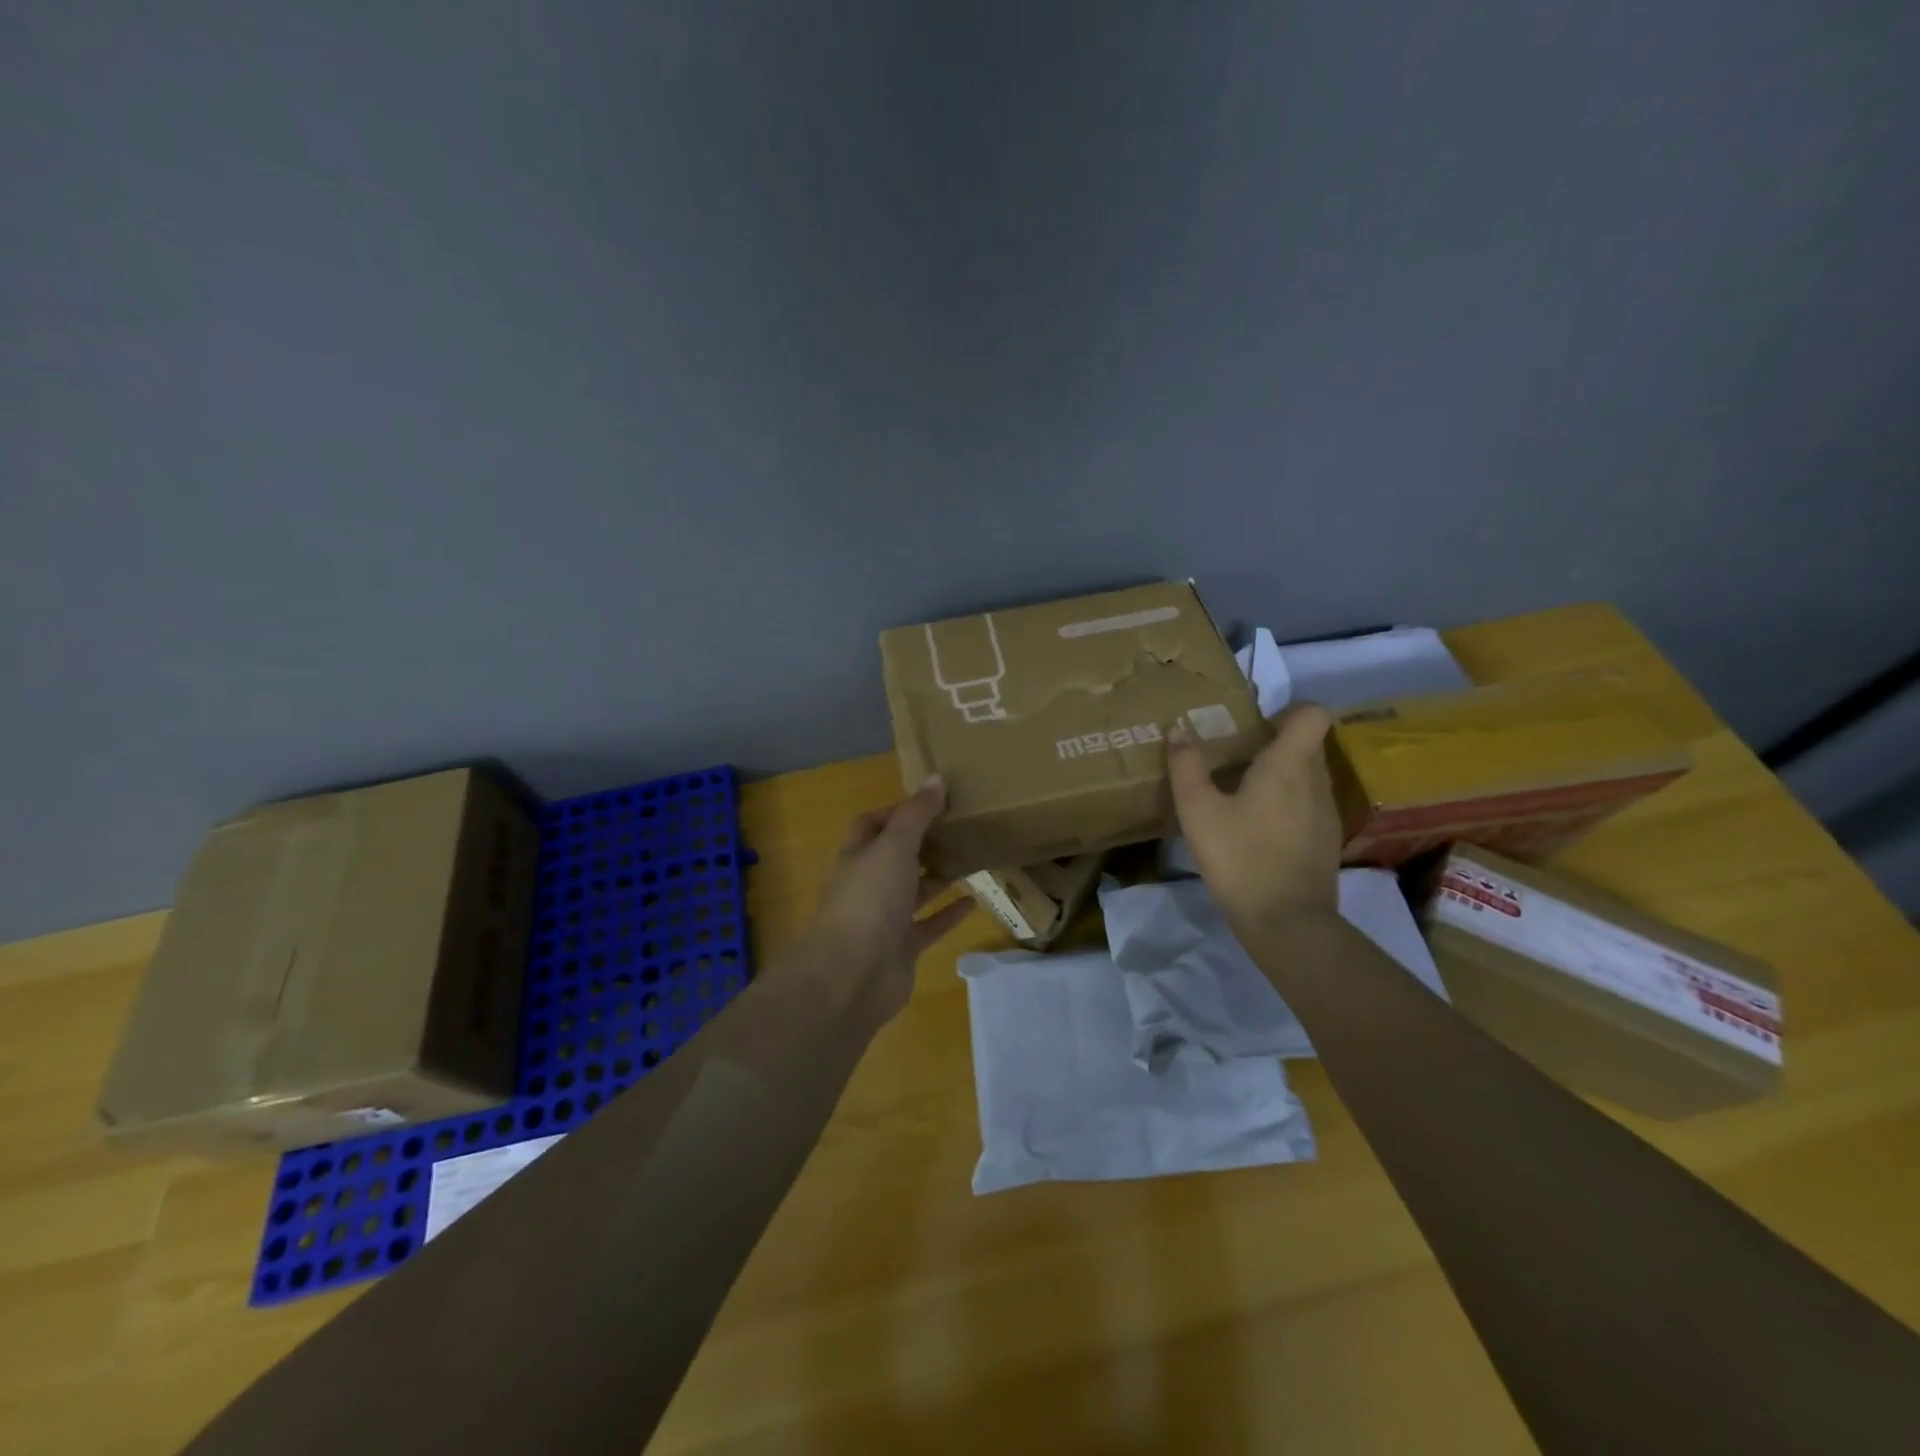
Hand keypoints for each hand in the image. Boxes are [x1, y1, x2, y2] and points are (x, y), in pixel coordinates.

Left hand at [794, 778, 974, 1022]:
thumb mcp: (894, 846)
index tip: (932, 802)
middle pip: (895, 858)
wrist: (851, 976)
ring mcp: (883, 920)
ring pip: (913, 892)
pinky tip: (973, 901)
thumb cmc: (868, 900)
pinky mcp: (901, 949)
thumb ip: (916, 814)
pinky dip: (948, 914)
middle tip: (959, 828)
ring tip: (970, 859)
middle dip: (922, 844)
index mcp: (857, 857)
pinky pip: (928, 926)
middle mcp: (867, 886)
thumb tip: (935, 778)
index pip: (873, 825)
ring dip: (937, 877)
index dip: (898, 812)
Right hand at [1168, 703, 1341, 941]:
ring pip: (1306, 775)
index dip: (1287, 710)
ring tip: (1238, 794)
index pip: (1312, 713)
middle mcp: (1317, 781)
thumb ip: (1186, 767)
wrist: (1287, 924)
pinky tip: (1254, 828)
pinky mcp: (1325, 840)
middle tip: (1232, 758)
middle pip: (1305, 743)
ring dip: (1277, 775)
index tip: (1253, 726)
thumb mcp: (1198, 811)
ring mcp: (1325, 812)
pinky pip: (1307, 803)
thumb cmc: (1240, 858)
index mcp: (1290, 764)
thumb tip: (1179, 731)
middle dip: (1272, 742)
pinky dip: (1284, 803)